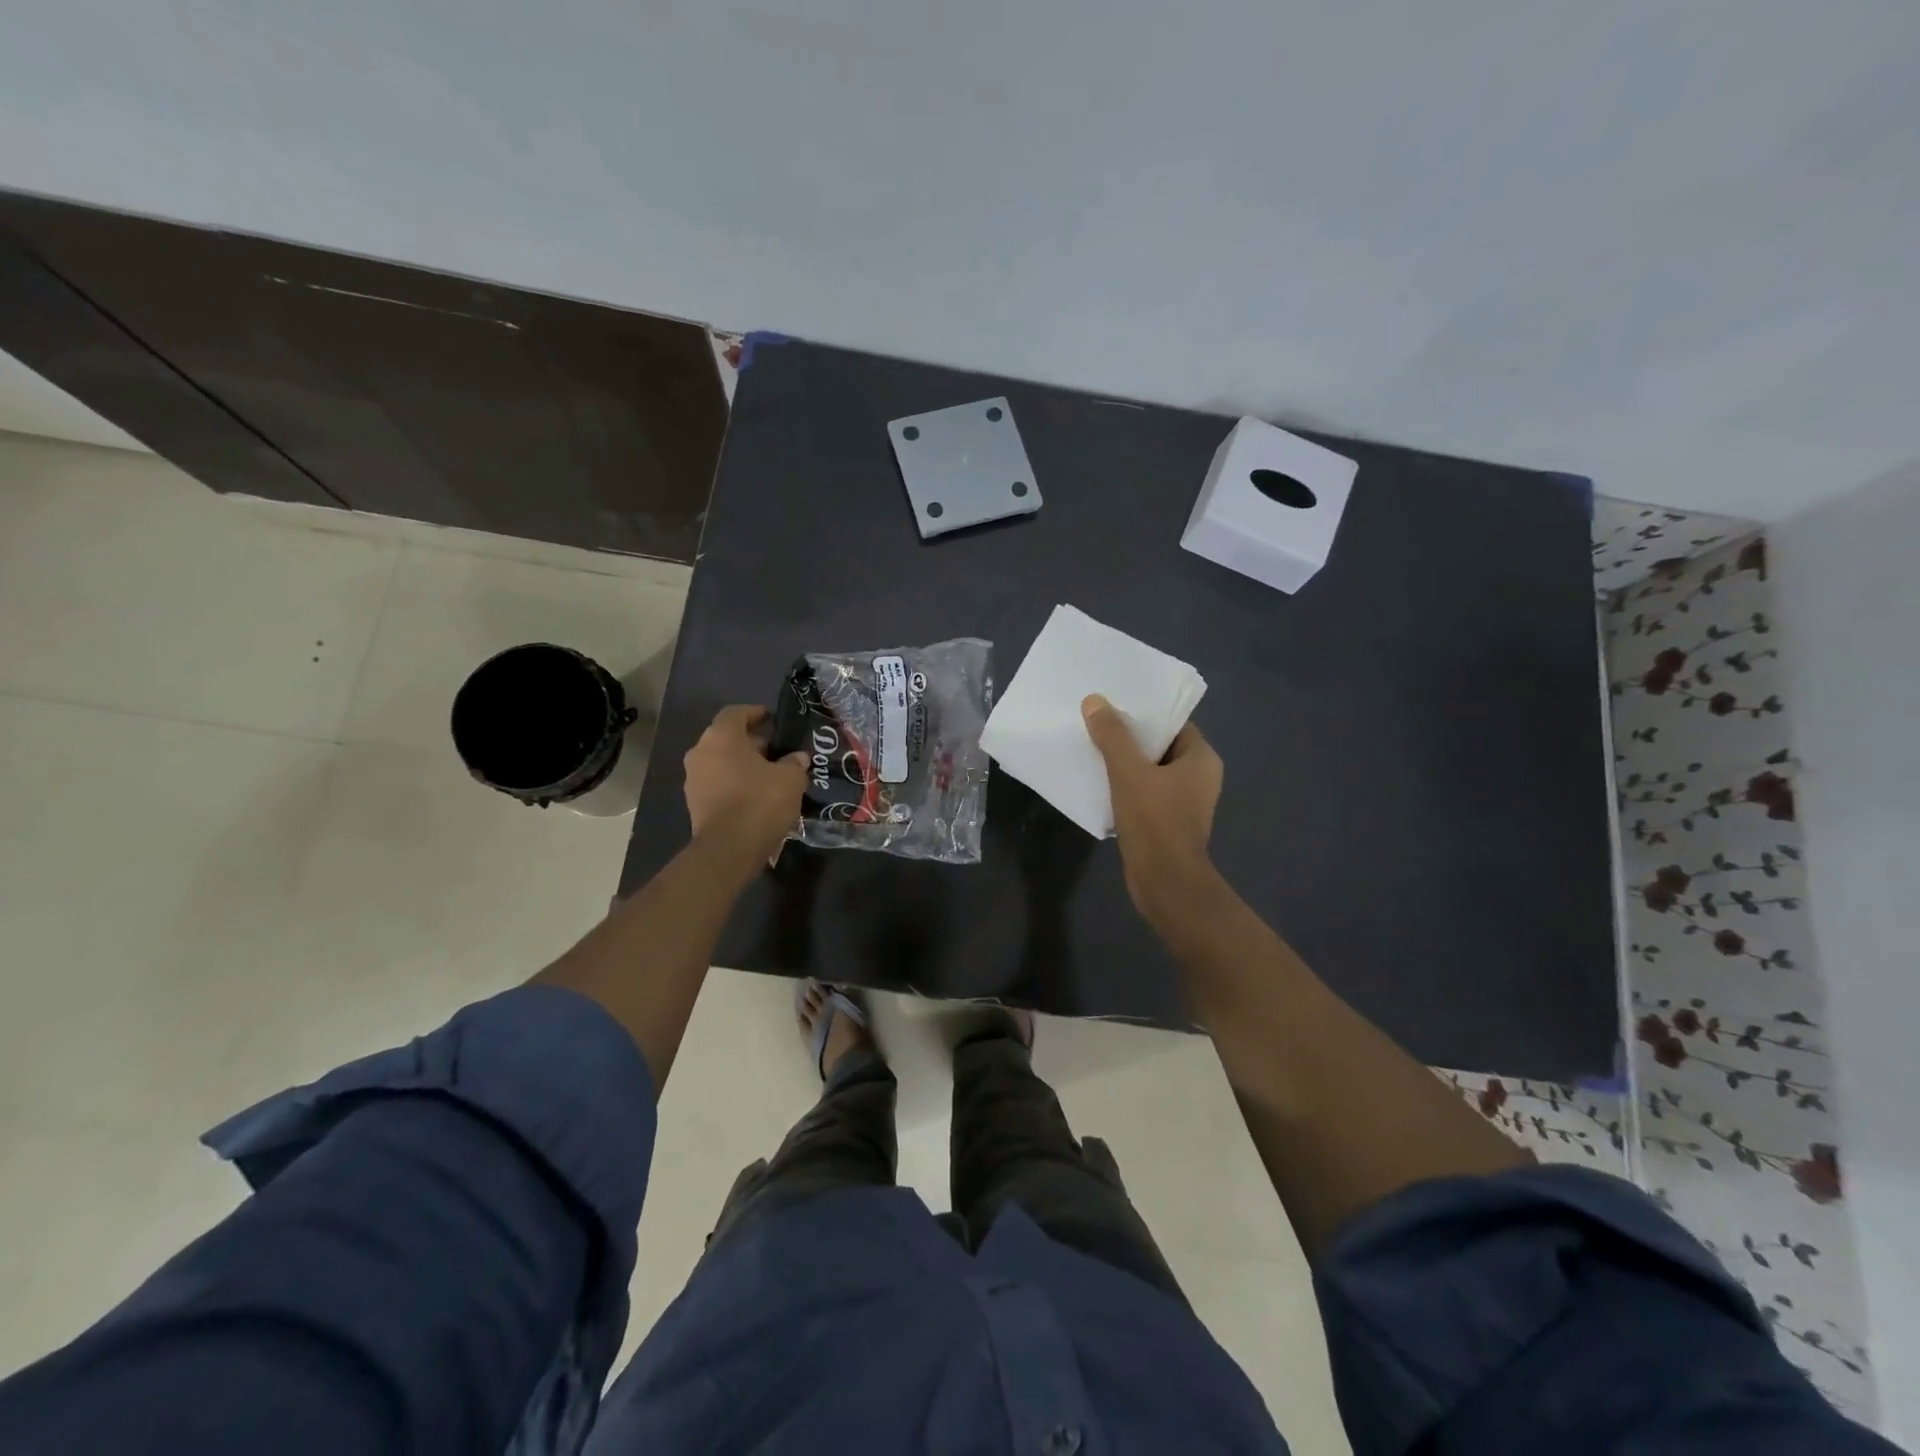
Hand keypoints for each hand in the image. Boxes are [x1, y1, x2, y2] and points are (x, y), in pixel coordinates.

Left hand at [683, 705, 808, 866]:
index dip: (755, 713)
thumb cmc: (760, 801)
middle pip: (726, 738)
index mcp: (721, 737)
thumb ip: (794, 762)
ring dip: (742, 765)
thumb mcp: (791, 778)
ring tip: (768, 776)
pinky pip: (717, 784)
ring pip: (721, 763)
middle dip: (751, 743)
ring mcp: (693, 780)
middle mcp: (700, 752)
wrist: (729, 849)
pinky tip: (755, 797)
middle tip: (776, 751)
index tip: (772, 718)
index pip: (735, 713)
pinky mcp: (694, 804)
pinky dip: (734, 784)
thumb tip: (797, 758)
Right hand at [1082, 694, 1223, 919]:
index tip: (1116, 703)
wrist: (1164, 881)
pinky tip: (1099, 781)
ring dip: (1125, 762)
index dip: (1145, 712)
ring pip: (1150, 771)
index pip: (1173, 723)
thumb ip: (1113, 735)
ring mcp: (1184, 802)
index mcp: (1201, 759)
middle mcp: (1198, 777)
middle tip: (1097, 721)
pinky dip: (1125, 786)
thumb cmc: (1155, 820)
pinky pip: (1145, 793)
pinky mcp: (1168, 822)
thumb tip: (1095, 701)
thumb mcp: (1129, 772)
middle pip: (1159, 745)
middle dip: (1129, 736)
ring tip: (1092, 747)